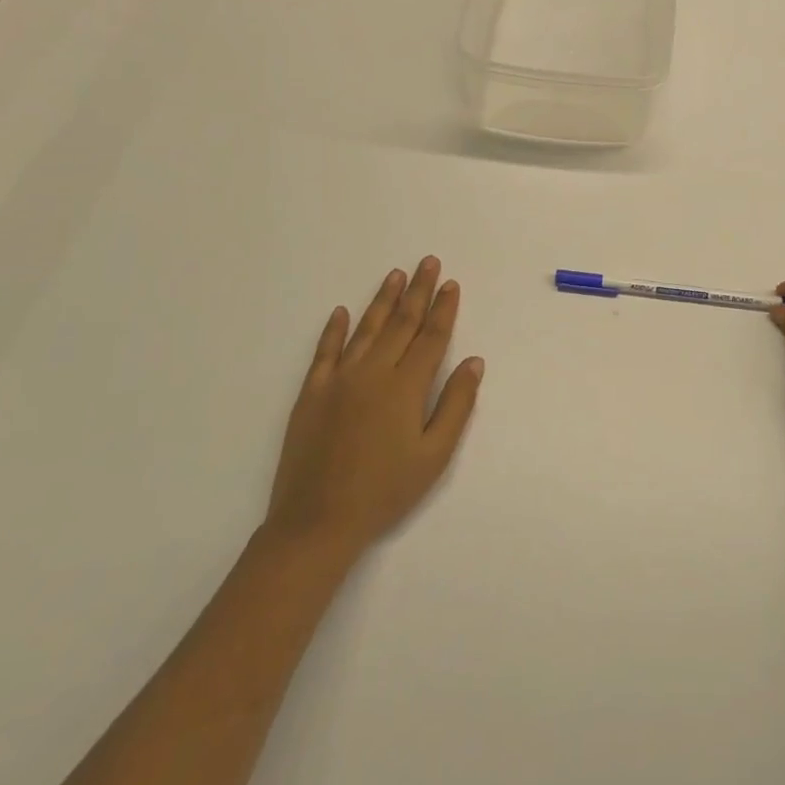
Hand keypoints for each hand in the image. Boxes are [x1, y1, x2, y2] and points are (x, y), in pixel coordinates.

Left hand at [264, 257, 484, 563]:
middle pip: (401, 323)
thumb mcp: (434, 455)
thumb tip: (474, 361)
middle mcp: (372, 373)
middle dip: (418, 291)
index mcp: (405, 387)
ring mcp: (338, 380)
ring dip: (383, 300)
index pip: (431, 337)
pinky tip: (340, 312)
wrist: (316, 522)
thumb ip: (456, 404)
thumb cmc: (385, 491)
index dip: (443, 309)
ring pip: (366, 329)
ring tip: (395, 274)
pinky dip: (333, 330)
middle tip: (428, 262)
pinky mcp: (311, 394)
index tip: (450, 284)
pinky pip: (324, 352)